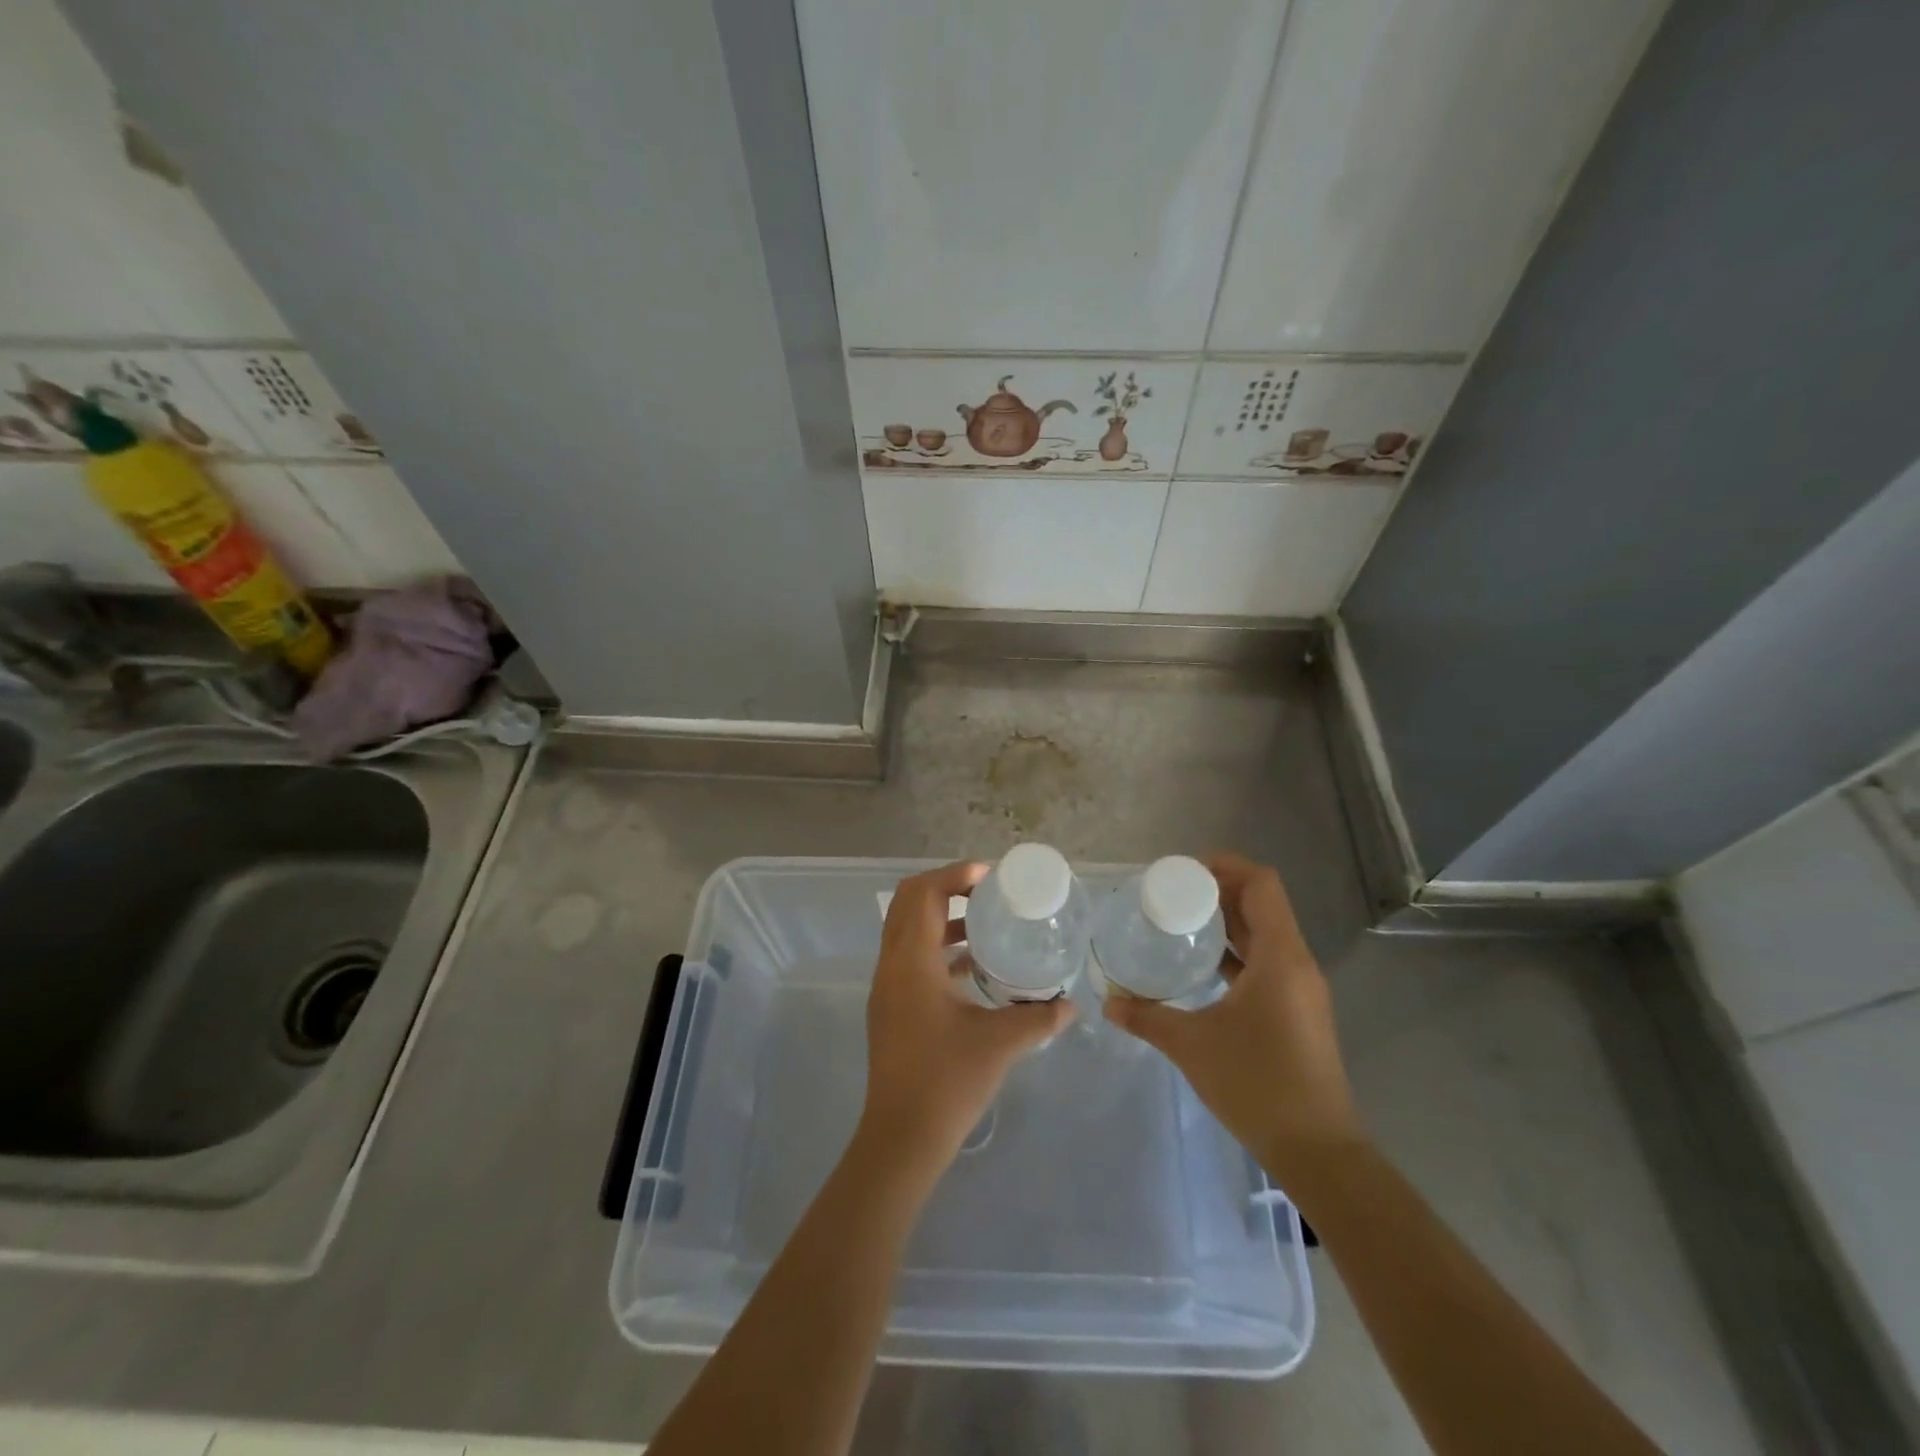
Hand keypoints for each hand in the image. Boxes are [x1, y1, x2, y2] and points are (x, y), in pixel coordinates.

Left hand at [857, 862, 1074, 1175]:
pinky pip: (910, 956)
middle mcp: (892, 965)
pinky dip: (937, 947)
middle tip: (987, 892)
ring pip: (907, 929)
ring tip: (986, 923)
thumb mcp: (1000, 1043)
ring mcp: (887, 986)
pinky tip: (974, 965)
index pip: (922, 894)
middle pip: (907, 902)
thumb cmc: (948, 1082)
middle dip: (946, 888)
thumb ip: (1038, 1018)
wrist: (902, 1138)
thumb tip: (1071, 1005)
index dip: (954, 875)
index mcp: (911, 962)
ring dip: (941, 918)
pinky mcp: (891, 1006)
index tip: (991, 877)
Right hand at [1103, 852, 1364, 1184]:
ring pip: (1265, 934)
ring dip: (1227, 922)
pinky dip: (1236, 952)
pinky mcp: (1296, 1011)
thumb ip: (1147, 1018)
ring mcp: (1300, 989)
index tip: (1184, 871)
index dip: (1226, 866)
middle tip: (1171, 893)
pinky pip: (1266, 962)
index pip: (1262, 885)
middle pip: (1262, 905)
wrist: (1317, 1151)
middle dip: (1219, 891)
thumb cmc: (1258, 1084)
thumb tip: (1108, 1003)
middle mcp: (1296, 963)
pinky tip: (1201, 965)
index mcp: (1280, 957)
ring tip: (1181, 921)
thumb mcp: (1192, 1045)